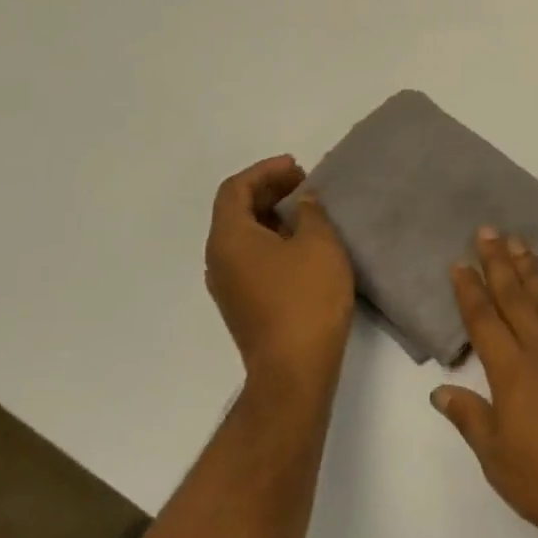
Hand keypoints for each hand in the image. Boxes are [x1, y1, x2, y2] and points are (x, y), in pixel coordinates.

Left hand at [204, 155, 354, 399]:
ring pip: (243, 236)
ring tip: (307, 211)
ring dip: (271, 216)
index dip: (265, 170)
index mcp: (229, 238)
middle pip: (236, 211)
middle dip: (268, 191)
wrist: (294, 370)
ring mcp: (228, 285)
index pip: (235, 189)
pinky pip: (251, 258)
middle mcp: (218, 259)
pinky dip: (272, 240)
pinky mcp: (243, 305)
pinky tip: (302, 246)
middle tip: (304, 185)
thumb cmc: (306, 299)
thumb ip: (310, 212)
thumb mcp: (319, 244)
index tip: (297, 167)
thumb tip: (302, 201)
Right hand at [432, 229, 537, 537]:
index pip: (484, 321)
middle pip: (515, 299)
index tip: (459, 262)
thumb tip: (439, 389)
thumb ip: (470, 419)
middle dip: (498, 264)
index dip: (469, 291)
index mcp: (512, 373)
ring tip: (520, 244)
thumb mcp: (498, 461)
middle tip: (487, 231)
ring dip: (533, 272)